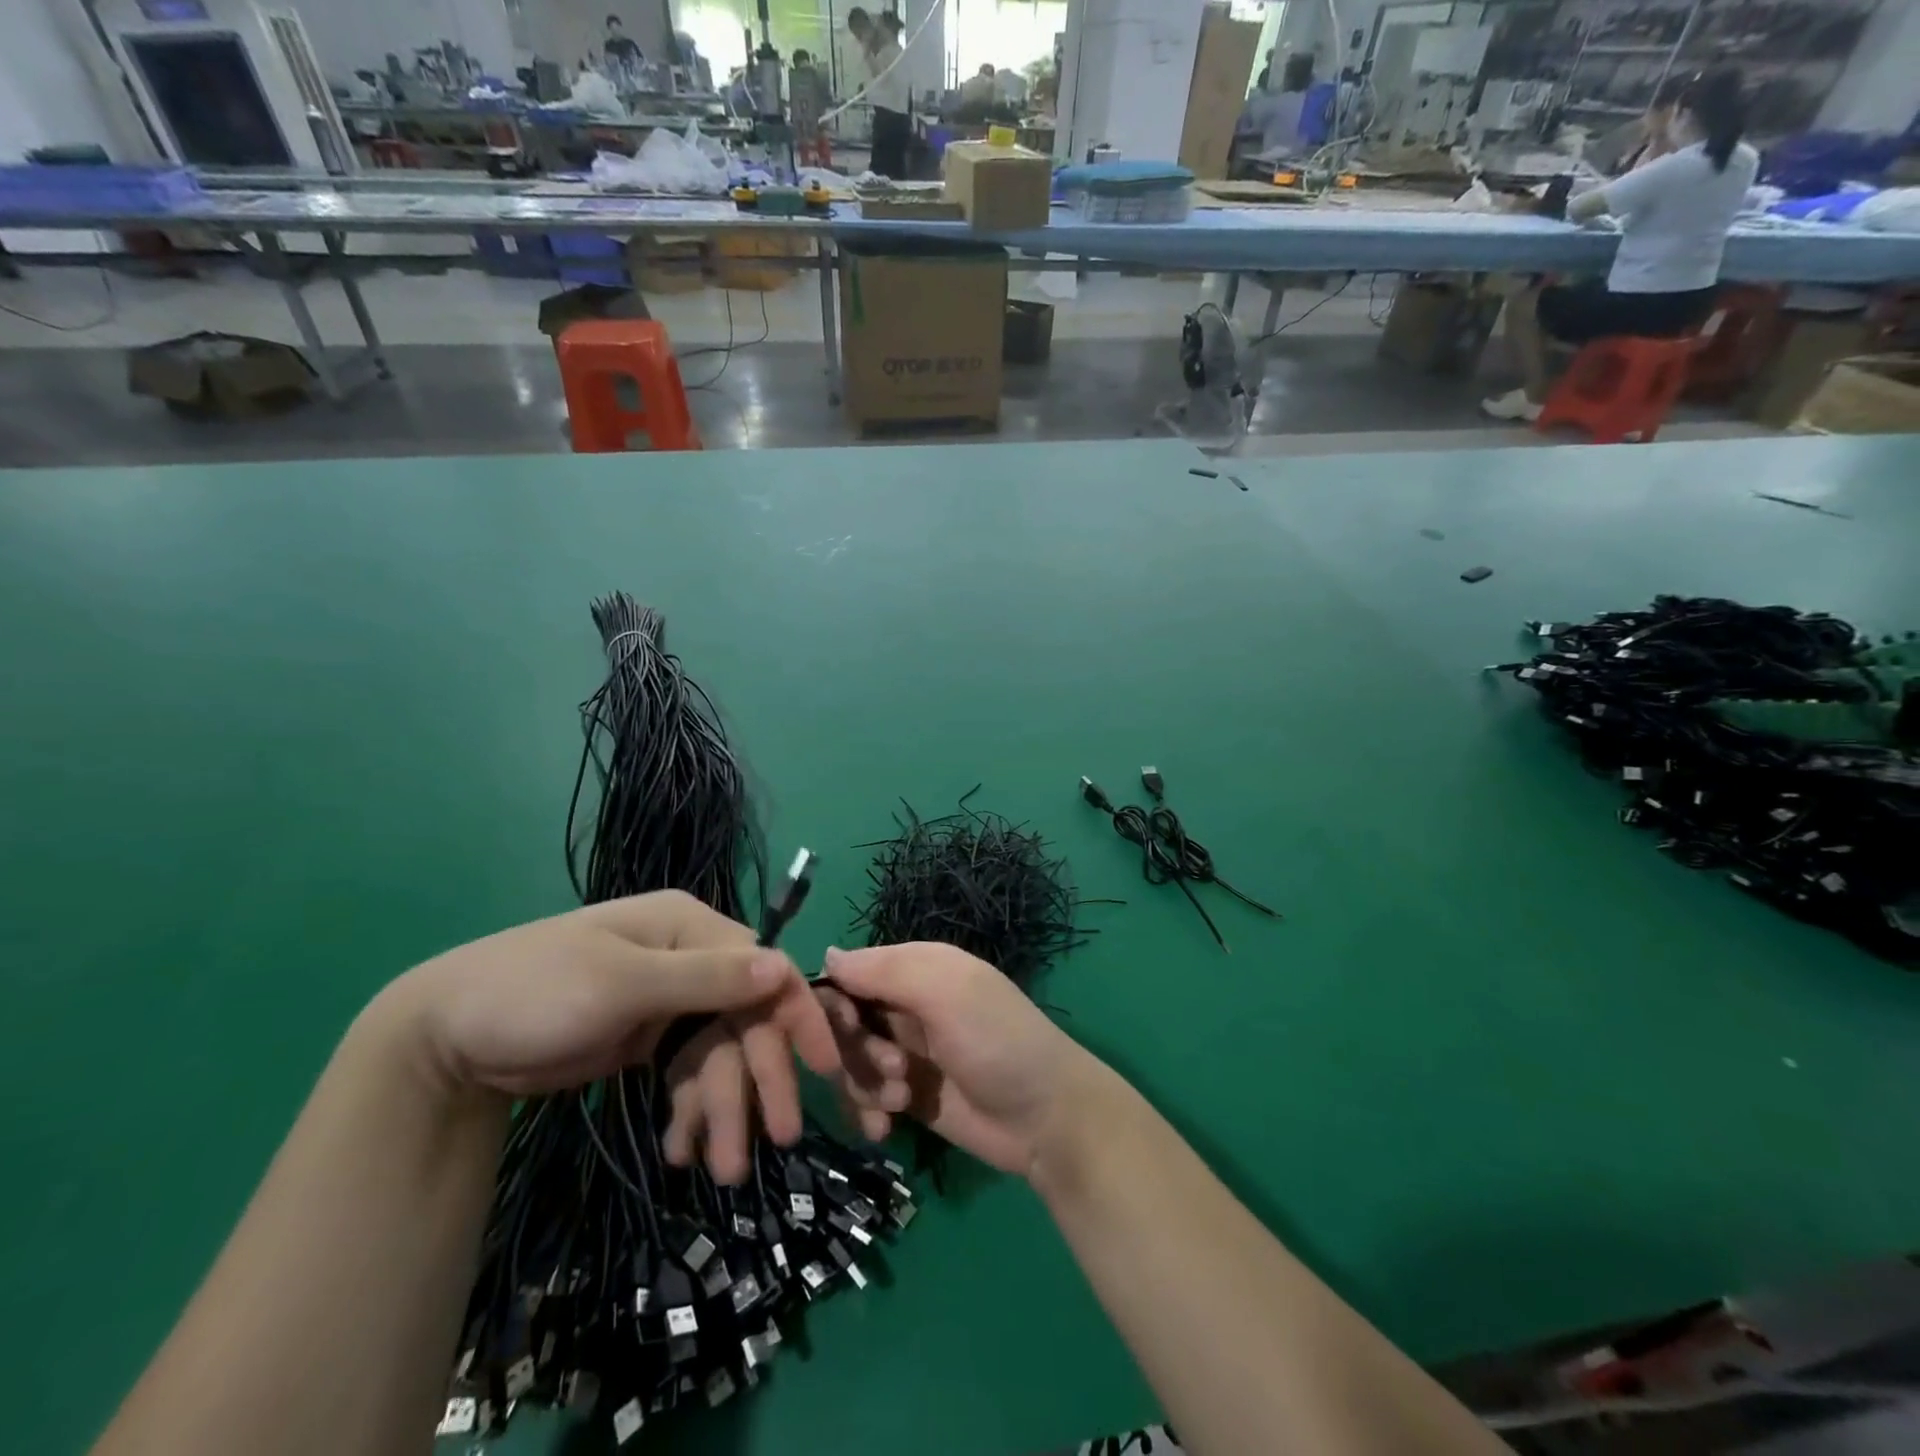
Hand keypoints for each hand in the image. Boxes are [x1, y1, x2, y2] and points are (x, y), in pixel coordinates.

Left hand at [388, 894, 840, 1170]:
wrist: (445, 1040)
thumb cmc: (535, 993)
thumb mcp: (621, 983)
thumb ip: (706, 978)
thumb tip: (783, 968)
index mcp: (688, 928)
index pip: (761, 969)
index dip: (795, 1015)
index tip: (823, 1067)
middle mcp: (690, 959)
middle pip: (744, 1017)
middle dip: (758, 1077)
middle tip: (780, 1138)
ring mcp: (670, 1001)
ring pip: (719, 1053)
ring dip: (725, 1107)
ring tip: (724, 1169)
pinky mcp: (649, 1039)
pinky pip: (689, 1073)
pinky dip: (692, 1110)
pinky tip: (681, 1148)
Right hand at [813, 942, 1106, 1177]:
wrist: (1046, 1120)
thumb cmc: (997, 1042)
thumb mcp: (947, 992)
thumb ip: (886, 971)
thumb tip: (826, 955)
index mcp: (917, 969)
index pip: (850, 973)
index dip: (836, 1002)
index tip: (847, 1028)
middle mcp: (906, 1005)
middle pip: (843, 1021)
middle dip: (855, 1049)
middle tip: (892, 1067)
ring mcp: (905, 1052)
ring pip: (848, 1061)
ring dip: (863, 1083)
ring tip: (900, 1099)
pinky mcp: (906, 1095)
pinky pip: (862, 1096)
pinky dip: (866, 1111)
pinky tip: (885, 1129)